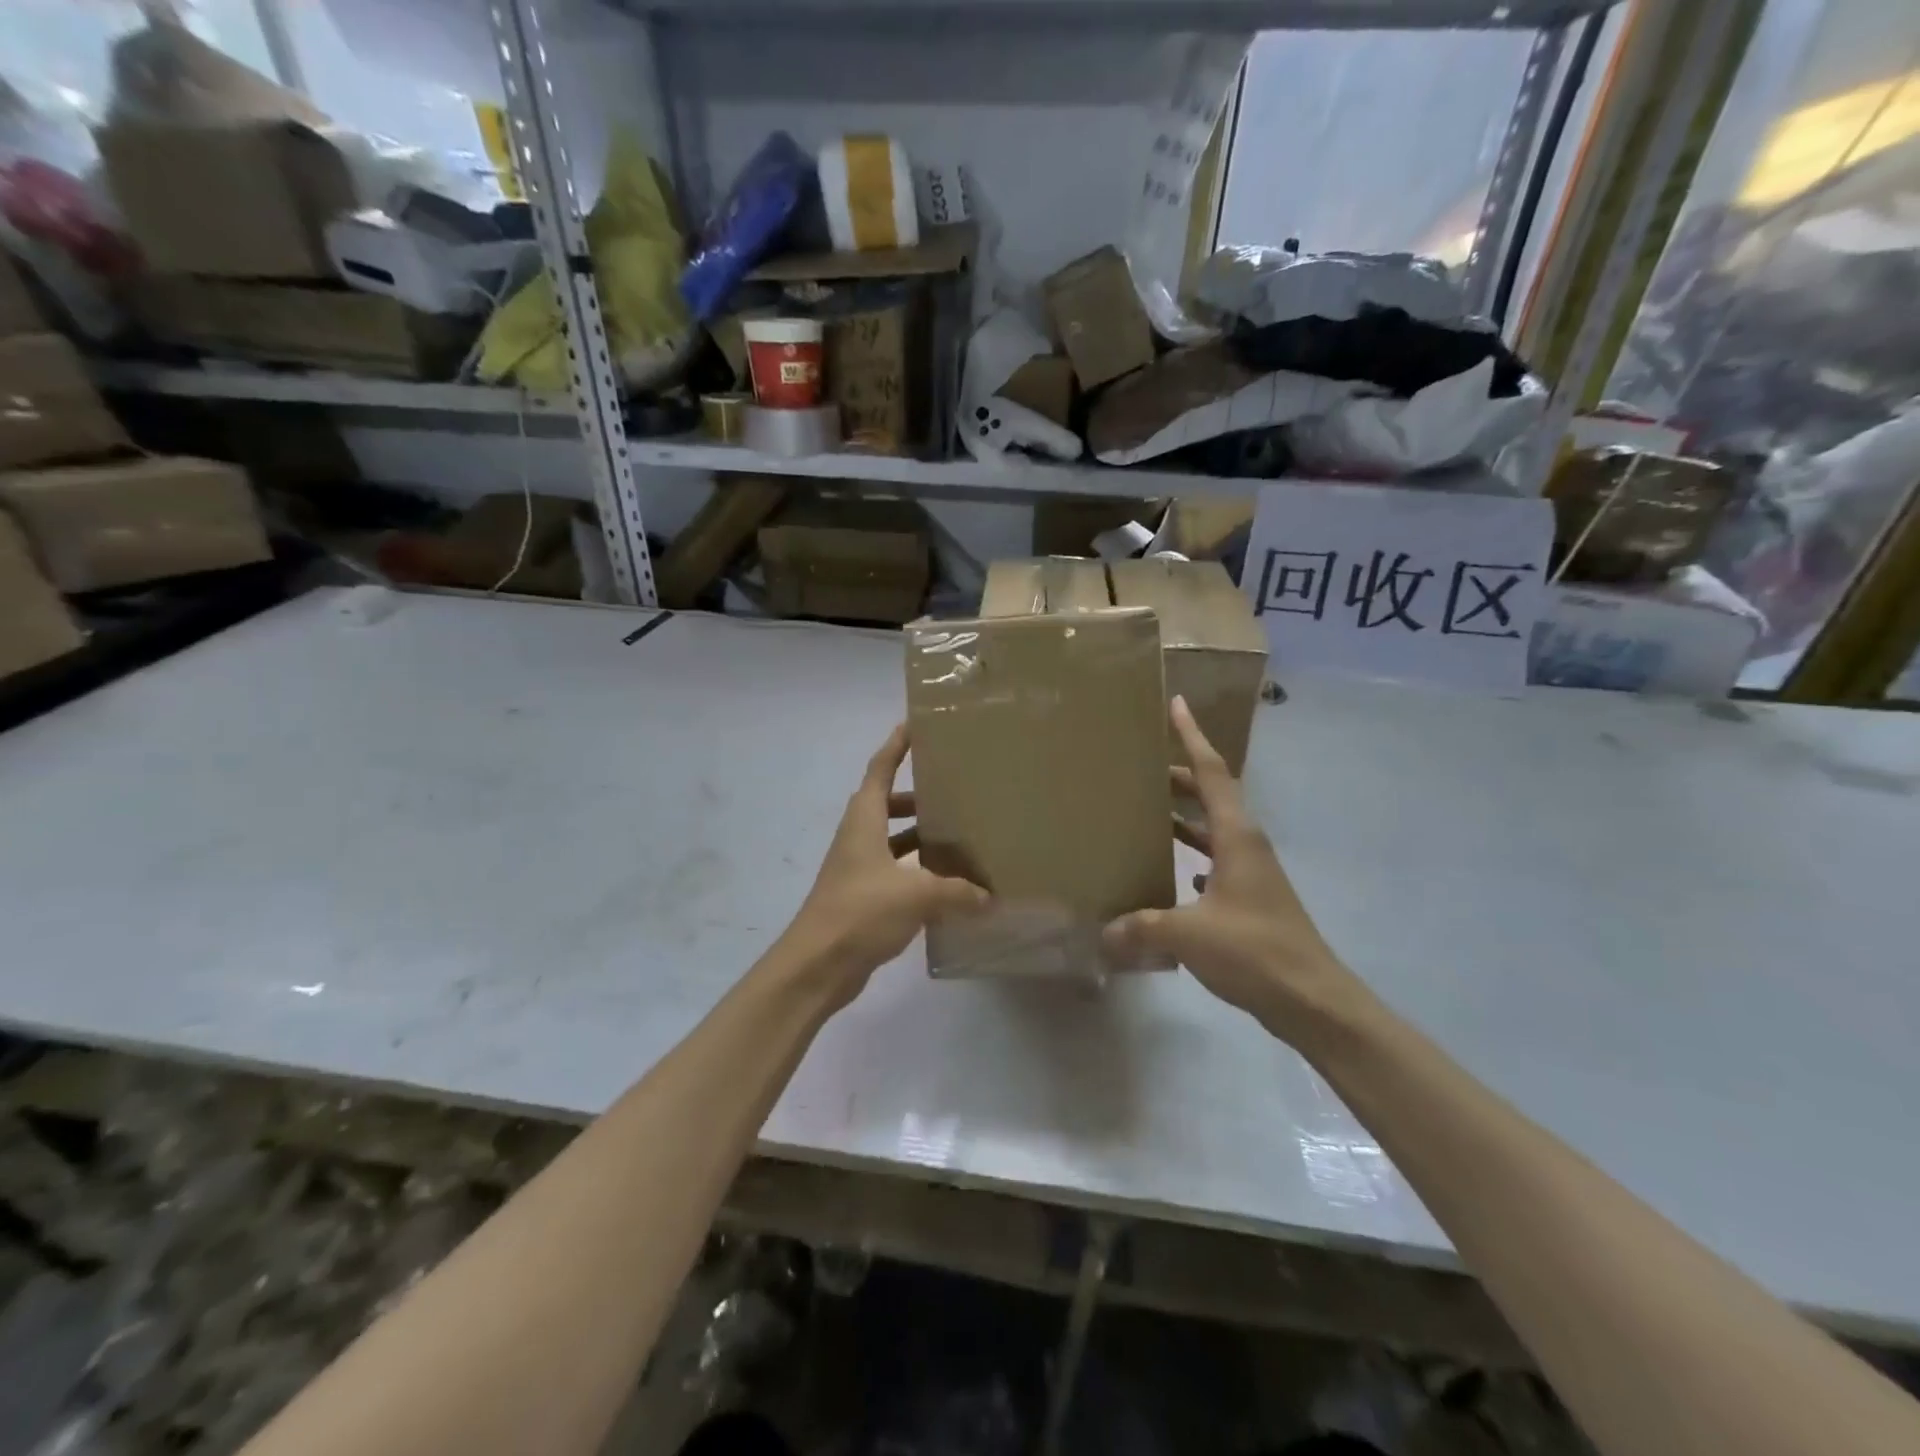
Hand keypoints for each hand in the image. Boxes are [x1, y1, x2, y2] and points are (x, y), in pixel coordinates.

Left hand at [775, 723, 988, 1012]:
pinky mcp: (862, 898)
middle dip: (917, 796)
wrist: (816, 965)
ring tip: (958, 838)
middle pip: (887, 804)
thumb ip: (957, 892)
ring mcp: (858, 869)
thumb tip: (989, 896)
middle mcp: (858, 837)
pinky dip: (918, 872)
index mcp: (864, 820)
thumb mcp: (916, 895)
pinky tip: (947, 886)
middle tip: (954, 791)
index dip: (896, 745)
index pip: (880, 769)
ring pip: (893, 841)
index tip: (914, 725)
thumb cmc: (860, 911)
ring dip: (919, 837)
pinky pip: (896, 873)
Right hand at [1103, 698, 1373, 1041]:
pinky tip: (1175, 871)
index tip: (1177, 705)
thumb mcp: (1189, 935)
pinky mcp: (1251, 900)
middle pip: (1212, 796)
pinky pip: (1216, 862)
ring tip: (1148, 812)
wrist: (1313, 1000)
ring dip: (1185, 817)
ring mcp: (1252, 873)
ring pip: (1214, 830)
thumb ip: (1141, 927)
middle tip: (1141, 768)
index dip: (1193, 737)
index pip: (1212, 773)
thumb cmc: (1255, 951)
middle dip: (1179, 778)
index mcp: (1236, 837)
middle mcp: (1246, 845)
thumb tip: (1103, 933)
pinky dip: (1194, 856)